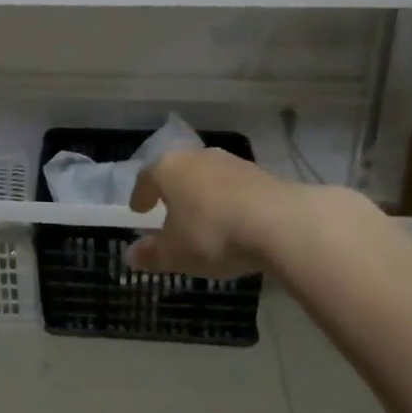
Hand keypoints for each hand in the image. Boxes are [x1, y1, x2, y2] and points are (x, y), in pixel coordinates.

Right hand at [124, 148, 299, 278]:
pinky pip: (234, 187)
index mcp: (168, 168)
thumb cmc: (212, 233)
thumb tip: (131, 255)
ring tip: (203, 218)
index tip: (138, 210)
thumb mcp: (175, 253)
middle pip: (178, 172)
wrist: (280, 223)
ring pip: (207, 177)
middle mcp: (197, 157)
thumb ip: (151, 254)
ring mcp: (231, 162)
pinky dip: (228, 201)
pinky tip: (233, 221)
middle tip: (168, 211)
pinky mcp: (261, 174)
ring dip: (202, 195)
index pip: (146, 177)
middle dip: (172, 192)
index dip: (141, 194)